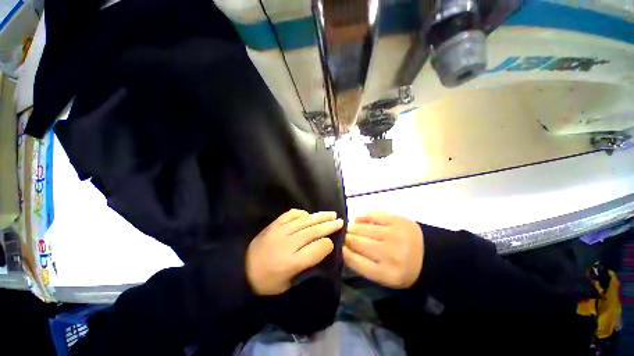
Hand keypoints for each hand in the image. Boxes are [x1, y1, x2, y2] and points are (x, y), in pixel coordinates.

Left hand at [246, 209, 343, 295]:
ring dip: (319, 216)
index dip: (328, 245)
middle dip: (329, 226)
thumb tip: (321, 247)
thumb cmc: (267, 282)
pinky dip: (302, 213)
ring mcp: (279, 231)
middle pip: (313, 231)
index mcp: (290, 263)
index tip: (332, 243)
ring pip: (305, 221)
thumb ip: (306, 265)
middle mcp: (287, 244)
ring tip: (331, 214)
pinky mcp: (274, 224)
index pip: (316, 249)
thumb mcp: (288, 283)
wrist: (241, 270)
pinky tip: (308, 215)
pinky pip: (291, 214)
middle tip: (340, 221)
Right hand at [343, 212, 423, 288]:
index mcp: (386, 273)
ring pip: (361, 228)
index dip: (343, 251)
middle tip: (344, 236)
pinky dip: (362, 217)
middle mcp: (389, 254)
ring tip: (350, 228)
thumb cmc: (403, 268)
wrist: (429, 255)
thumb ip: (363, 265)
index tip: (339, 247)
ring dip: (352, 228)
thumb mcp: (384, 276)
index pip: (354, 260)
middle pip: (356, 242)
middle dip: (347, 238)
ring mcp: (393, 234)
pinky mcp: (396, 220)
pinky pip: (372, 215)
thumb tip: (343, 248)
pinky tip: (358, 220)